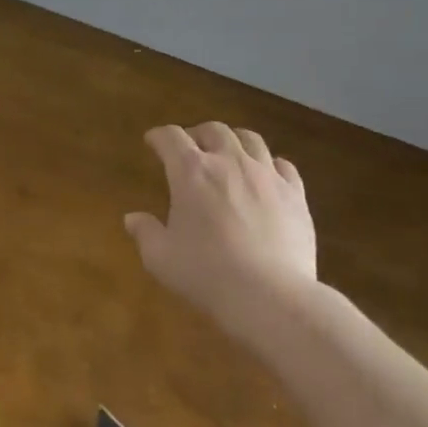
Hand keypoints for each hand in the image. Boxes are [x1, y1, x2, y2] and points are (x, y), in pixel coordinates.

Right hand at [125, 123, 317, 320]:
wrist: (270, 296)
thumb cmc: (207, 274)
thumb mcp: (161, 258)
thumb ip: (145, 233)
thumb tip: (132, 218)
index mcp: (191, 172)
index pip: (171, 137)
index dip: (159, 136)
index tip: (153, 141)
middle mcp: (229, 162)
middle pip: (213, 130)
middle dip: (198, 134)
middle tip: (191, 147)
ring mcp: (266, 175)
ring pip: (250, 139)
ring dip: (234, 140)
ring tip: (229, 152)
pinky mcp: (295, 194)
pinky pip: (283, 166)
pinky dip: (270, 164)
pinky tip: (267, 175)